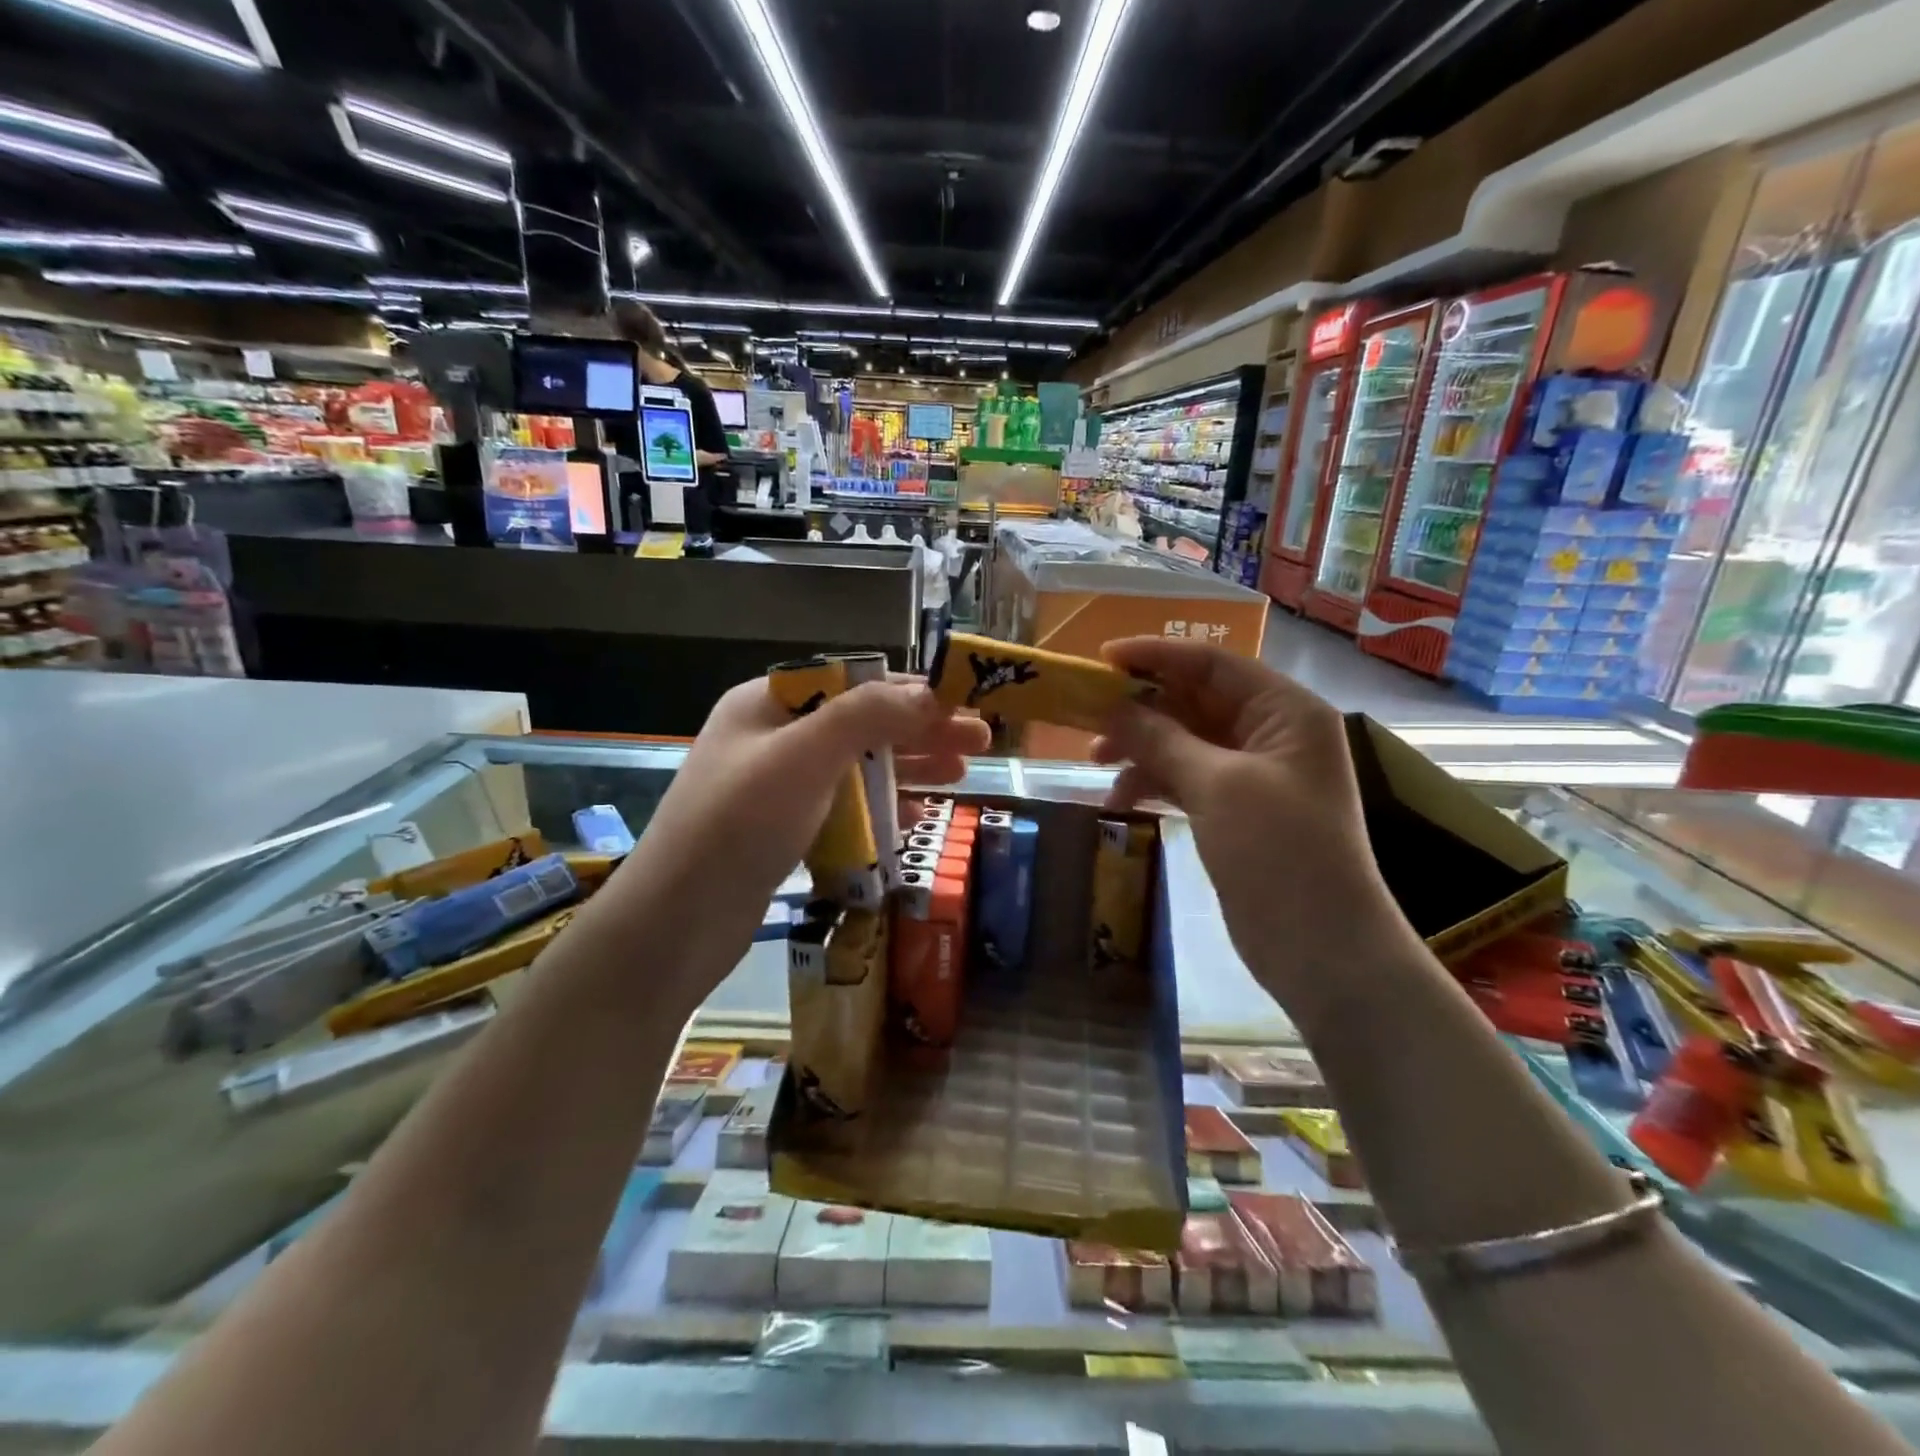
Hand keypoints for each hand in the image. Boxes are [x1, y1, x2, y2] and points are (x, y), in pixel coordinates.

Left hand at [602, 674, 989, 1006]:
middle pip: (860, 724)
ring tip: (961, 777)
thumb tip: (928, 692)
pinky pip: (844, 809)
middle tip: (979, 744)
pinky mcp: (783, 831)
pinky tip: (918, 820)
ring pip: (856, 767)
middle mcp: (772, 738)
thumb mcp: (804, 757)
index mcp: (768, 704)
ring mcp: (776, 787)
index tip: (963, 705)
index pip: (852, 682)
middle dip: (920, 732)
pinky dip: (882, 810)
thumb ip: (866, 716)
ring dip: (908, 769)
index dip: (910, 691)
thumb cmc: (739, 825)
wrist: (674, 924)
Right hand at [1091, 637, 1410, 1006]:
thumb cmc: (1279, 852)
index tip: (1101, 660)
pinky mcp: (1234, 809)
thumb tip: (1112, 708)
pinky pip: (1186, 778)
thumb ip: (1161, 739)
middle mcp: (1271, 733)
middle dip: (1142, 707)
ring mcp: (1253, 774)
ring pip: (1185, 740)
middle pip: (1195, 700)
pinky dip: (1153, 782)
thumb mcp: (1217, 786)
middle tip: (1087, 716)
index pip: (1213, 664)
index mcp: (1284, 711)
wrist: (1321, 948)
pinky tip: (1120, 799)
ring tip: (1095, 762)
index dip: (1156, 656)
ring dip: (1141, 747)